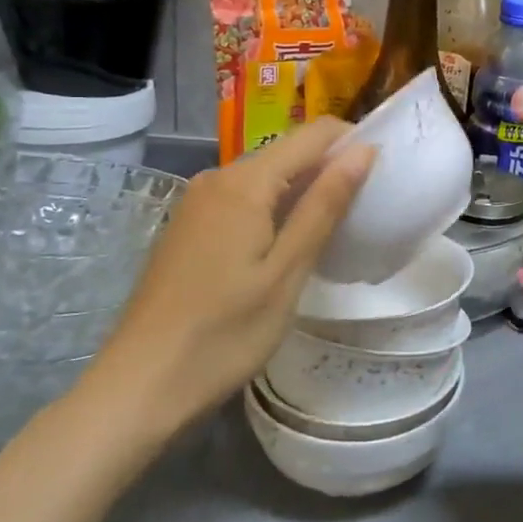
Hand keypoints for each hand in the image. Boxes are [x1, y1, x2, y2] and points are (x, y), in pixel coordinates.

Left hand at [76, 120, 374, 443]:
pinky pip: (243, 199)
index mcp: (245, 182)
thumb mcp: (287, 271)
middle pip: (288, 152)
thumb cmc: (224, 333)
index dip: (352, 143)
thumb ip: (324, 205)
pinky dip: (274, 209)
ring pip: (266, 177)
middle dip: (329, 169)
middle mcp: (217, 177)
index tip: (383, 174)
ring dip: (303, 192)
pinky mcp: (188, 227)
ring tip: (333, 231)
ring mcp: (197, 202)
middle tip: (363, 211)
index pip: (313, 135)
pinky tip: (286, 247)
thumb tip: (363, 150)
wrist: (139, 386)